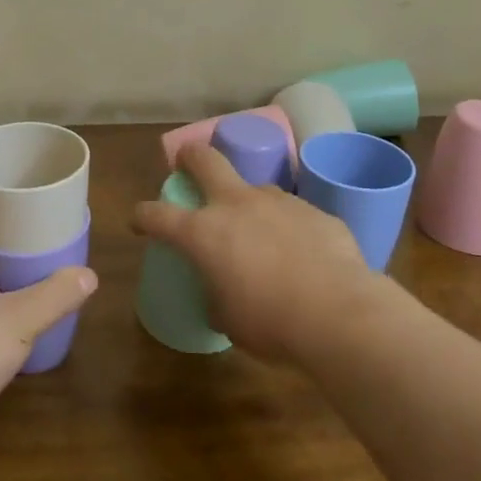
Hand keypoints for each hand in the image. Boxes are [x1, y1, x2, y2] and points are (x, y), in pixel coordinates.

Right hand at [133, 143, 382, 363]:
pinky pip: (293, 213)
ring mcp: (278, 202)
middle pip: (204, 159)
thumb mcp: (228, 319)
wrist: (341, 315)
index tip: (139, 221)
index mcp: (203, 232)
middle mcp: (237, 205)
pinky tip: (302, 255)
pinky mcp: (315, 210)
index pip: (157, 214)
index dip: (143, 216)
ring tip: (261, 234)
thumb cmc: (271, 324)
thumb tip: (222, 293)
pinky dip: (289, 228)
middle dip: (190, 157)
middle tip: (187, 164)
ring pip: (254, 188)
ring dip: (249, 204)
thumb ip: (216, 296)